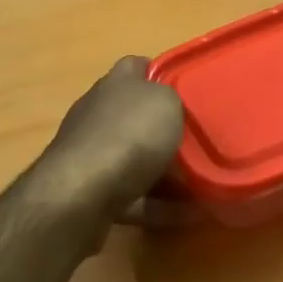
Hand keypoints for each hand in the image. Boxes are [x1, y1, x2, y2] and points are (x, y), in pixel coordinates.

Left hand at [32, 57, 185, 225]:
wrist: (81, 193)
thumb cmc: (129, 135)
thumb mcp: (166, 102)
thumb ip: (171, 99)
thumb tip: (169, 107)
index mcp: (115, 84)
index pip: (136, 66)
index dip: (161, 74)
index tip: (188, 91)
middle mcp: (97, 113)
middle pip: (135, 116)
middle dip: (164, 129)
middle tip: (199, 142)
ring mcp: (90, 154)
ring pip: (134, 159)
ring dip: (164, 171)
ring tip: (201, 183)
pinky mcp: (90, 192)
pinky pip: (134, 196)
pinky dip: (161, 205)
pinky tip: (190, 215)